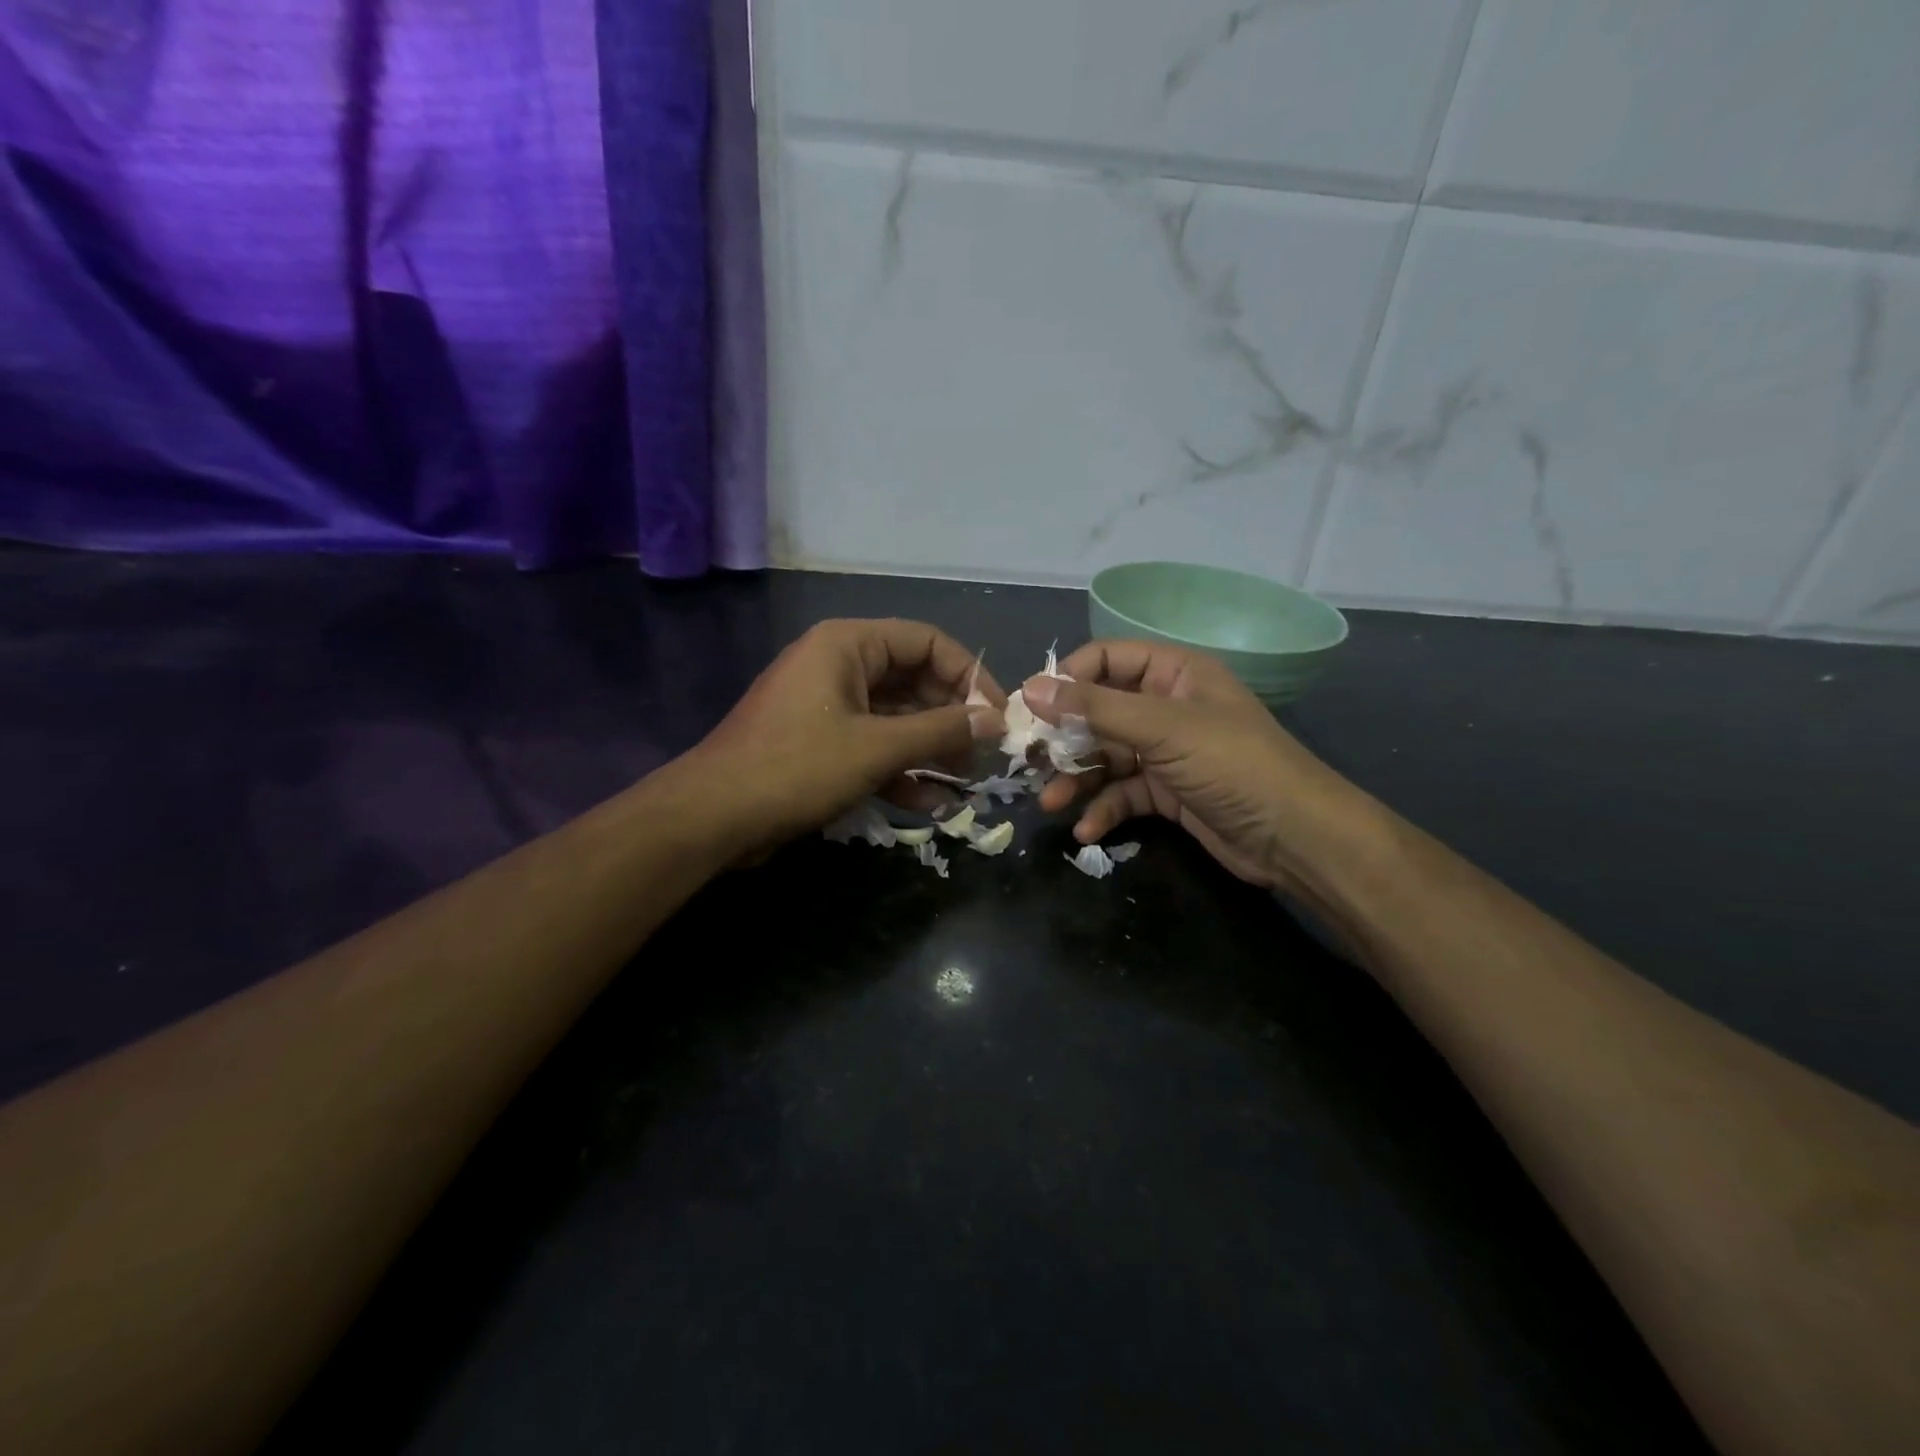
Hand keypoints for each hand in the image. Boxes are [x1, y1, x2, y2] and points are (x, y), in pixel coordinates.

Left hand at [688, 618, 1004, 855]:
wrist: (713, 818)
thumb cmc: (796, 767)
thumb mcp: (876, 748)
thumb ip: (940, 731)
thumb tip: (995, 720)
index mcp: (848, 645)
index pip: (927, 641)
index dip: (969, 674)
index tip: (996, 714)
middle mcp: (839, 666)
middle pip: (914, 680)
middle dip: (951, 718)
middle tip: (984, 753)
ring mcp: (829, 706)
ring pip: (896, 718)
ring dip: (930, 748)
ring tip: (964, 780)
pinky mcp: (821, 744)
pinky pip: (873, 746)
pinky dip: (900, 769)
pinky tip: (930, 802)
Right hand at [1024, 641, 1367, 895]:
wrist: (1295, 837)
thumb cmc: (1232, 764)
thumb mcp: (1162, 728)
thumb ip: (1095, 708)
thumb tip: (1030, 688)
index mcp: (1173, 673)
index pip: (1106, 659)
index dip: (1067, 679)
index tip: (1032, 709)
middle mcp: (1166, 706)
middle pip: (1099, 711)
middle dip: (1065, 738)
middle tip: (1030, 761)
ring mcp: (1166, 752)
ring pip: (1105, 756)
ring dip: (1077, 778)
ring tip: (1051, 802)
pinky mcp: (1166, 792)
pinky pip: (1122, 793)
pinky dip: (1103, 809)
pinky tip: (1087, 830)